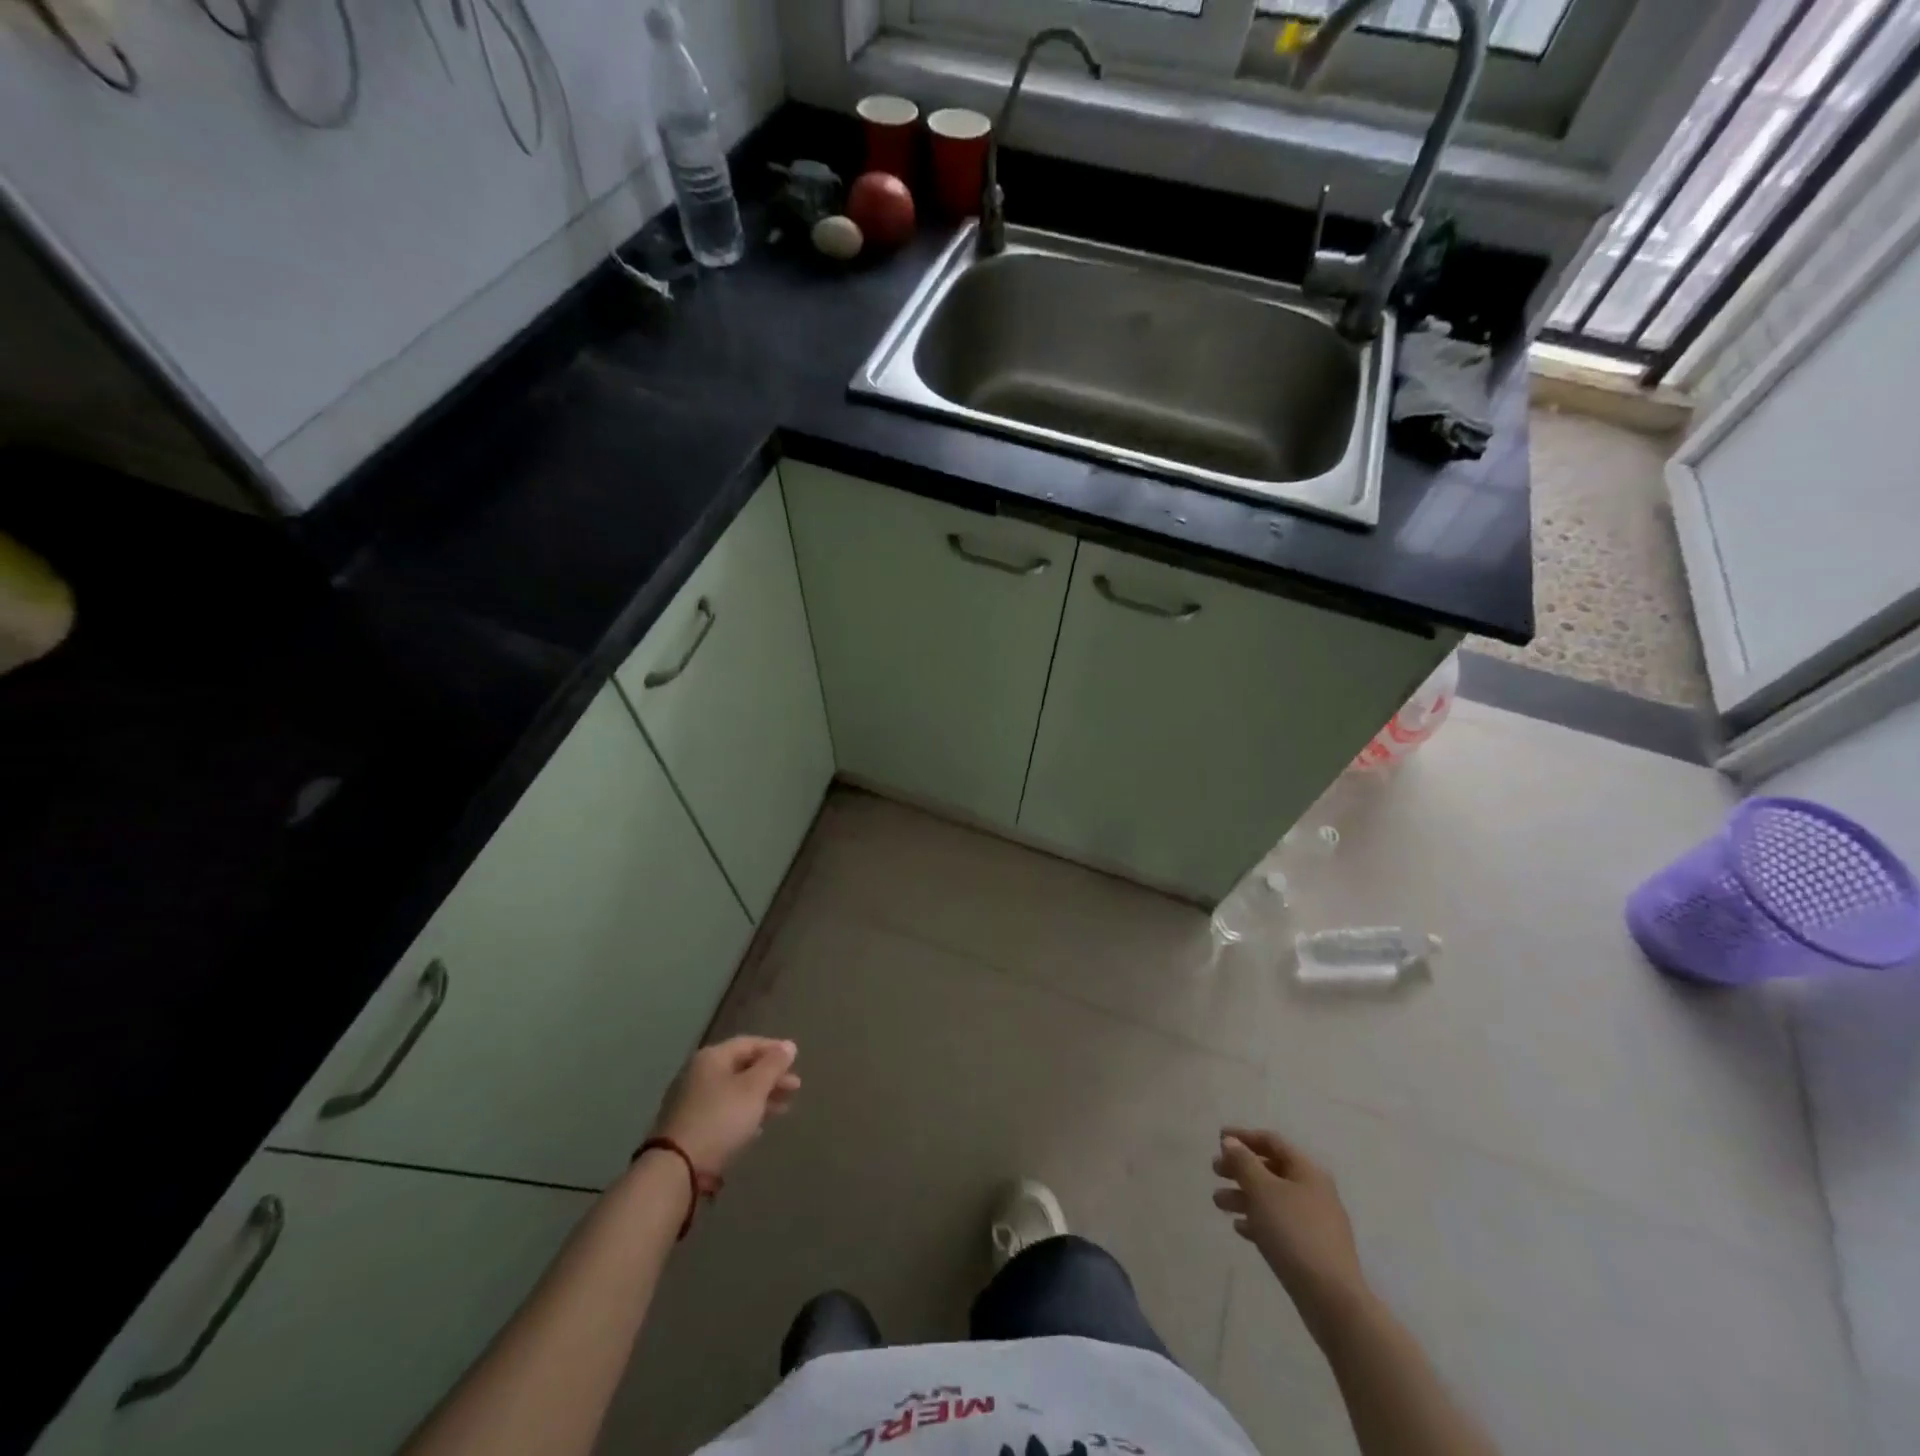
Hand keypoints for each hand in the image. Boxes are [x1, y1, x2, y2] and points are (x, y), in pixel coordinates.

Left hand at [650, 1036, 800, 1175]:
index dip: (774, 1050)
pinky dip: (743, 1114)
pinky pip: (723, 1111)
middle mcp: (698, 1073)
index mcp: (711, 1057)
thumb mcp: (754, 1088)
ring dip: (760, 1097)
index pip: (749, 1043)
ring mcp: (690, 1101)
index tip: (796, 1062)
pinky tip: (757, 1128)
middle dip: (770, 1077)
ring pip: (733, 1092)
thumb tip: (789, 1045)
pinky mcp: (688, 1127)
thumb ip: (773, 1065)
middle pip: (741, 1068)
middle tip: (795, 1088)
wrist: (676, 1168)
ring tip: (783, 1109)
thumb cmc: (720, 1119)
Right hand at [1214, 1127, 1367, 1328]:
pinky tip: (1241, 1229)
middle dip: (1240, 1169)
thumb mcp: (1263, 1191)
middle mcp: (1314, 1191)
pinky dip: (1258, 1221)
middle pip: (1271, 1170)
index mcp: (1307, 1171)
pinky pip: (1280, 1225)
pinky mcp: (1312, 1249)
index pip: (1272, 1142)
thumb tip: (1231, 1142)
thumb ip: (1244, 1162)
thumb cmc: (1294, 1233)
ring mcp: (1315, 1222)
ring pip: (1273, 1199)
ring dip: (1244, 1196)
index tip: (1219, 1138)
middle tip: (1215, 1171)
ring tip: (1218, 1203)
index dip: (1244, 1136)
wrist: (1332, 1299)